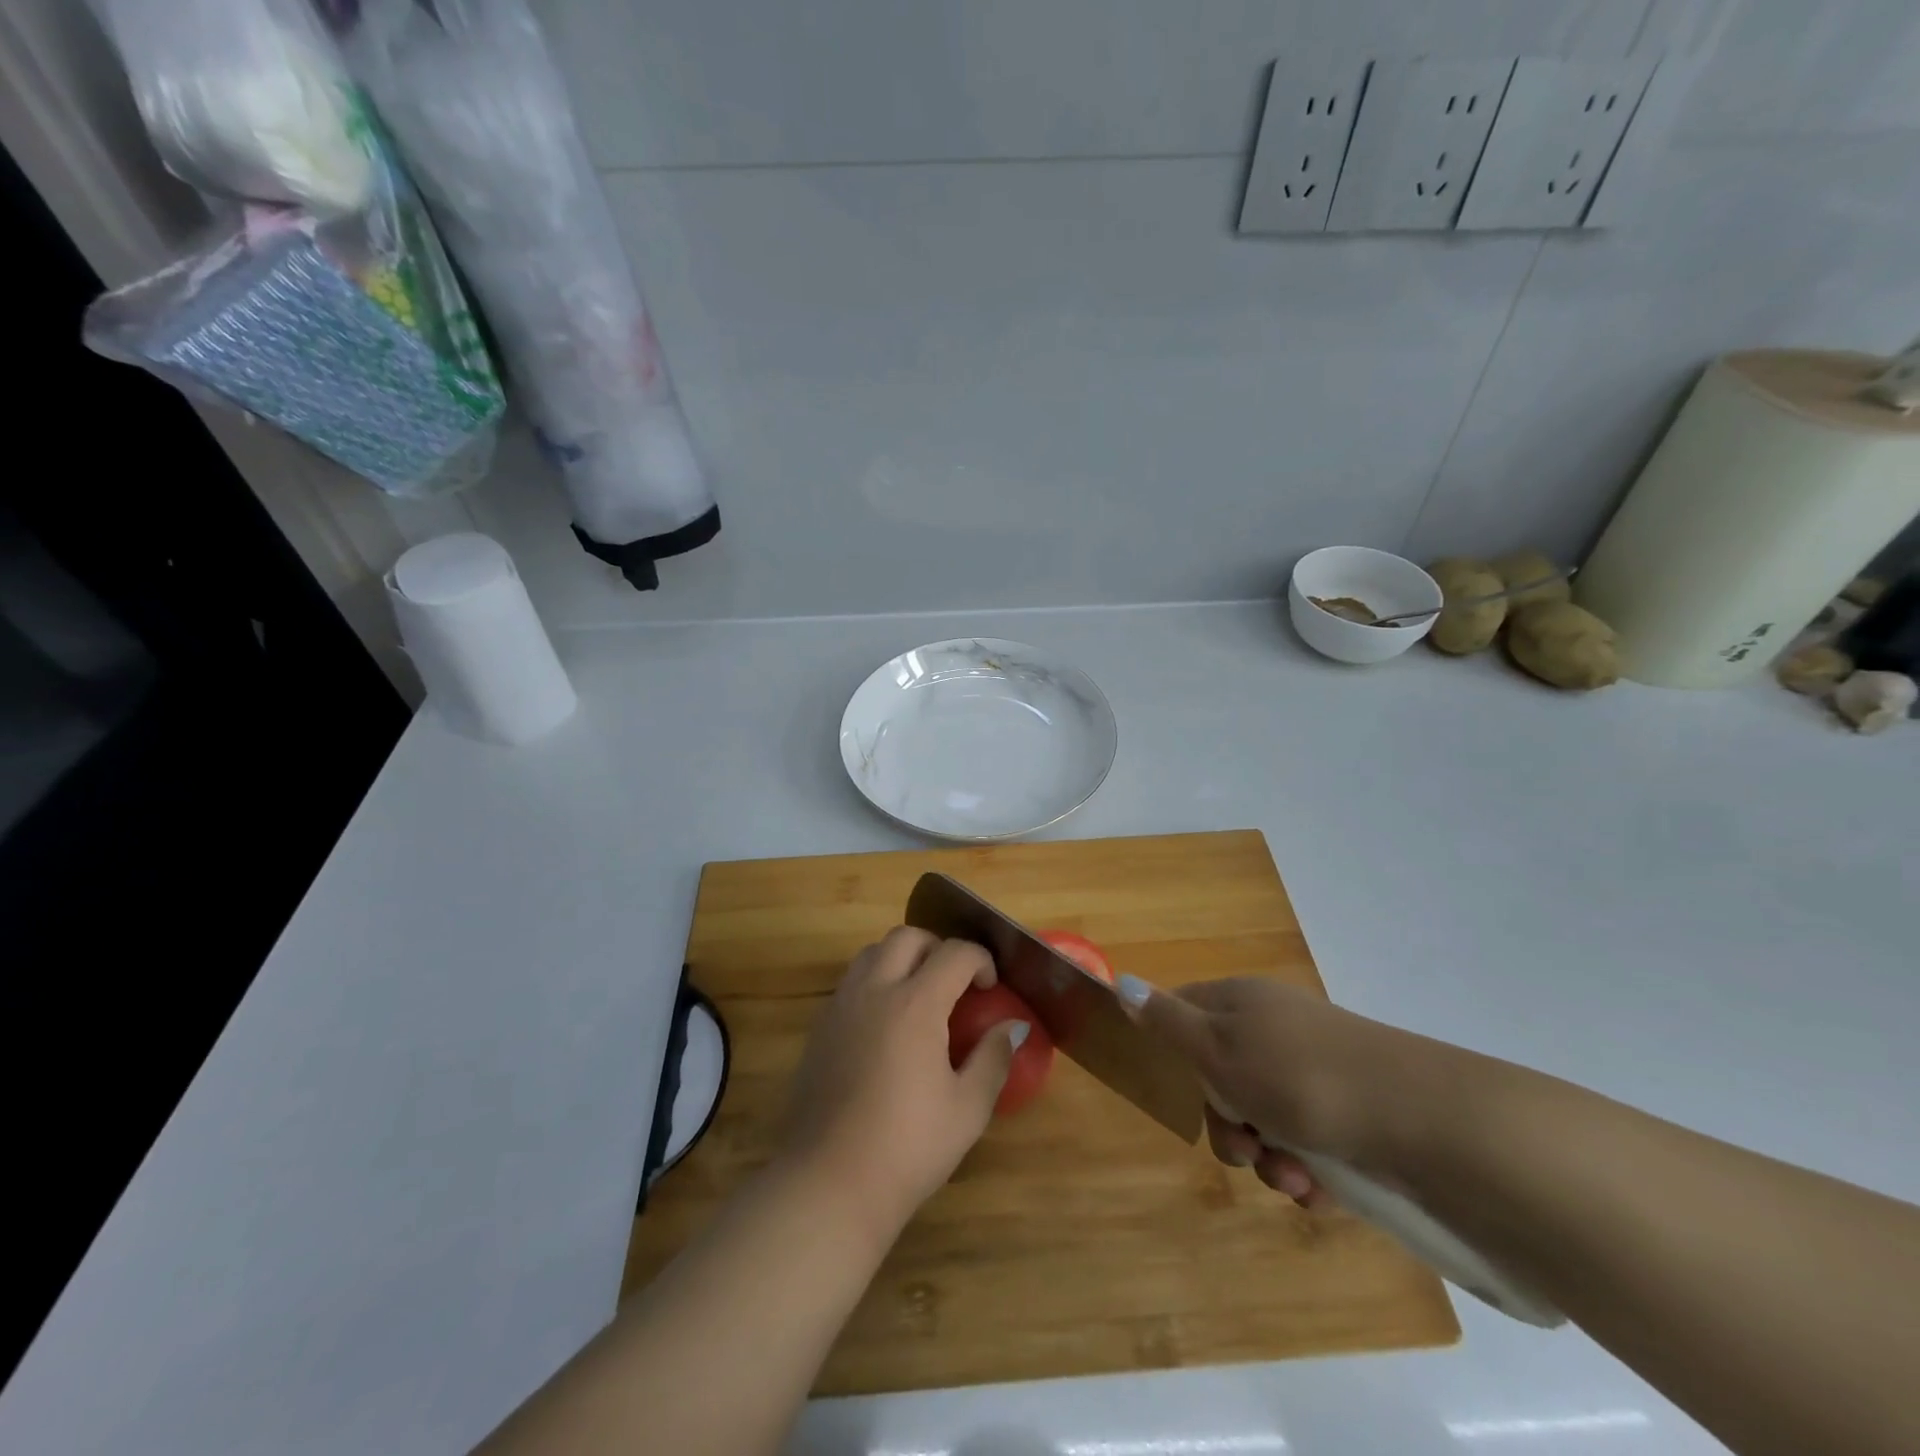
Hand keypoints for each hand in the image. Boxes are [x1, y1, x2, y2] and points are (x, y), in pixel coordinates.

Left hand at [780, 928, 1026, 1232]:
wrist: (829, 1183)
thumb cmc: (907, 1147)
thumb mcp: (967, 1109)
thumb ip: (993, 1058)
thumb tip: (1013, 1026)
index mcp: (915, 1004)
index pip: (954, 953)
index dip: (980, 960)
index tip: (990, 986)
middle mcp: (875, 991)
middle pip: (907, 937)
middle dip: (938, 947)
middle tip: (955, 982)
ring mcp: (841, 1006)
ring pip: (872, 952)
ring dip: (902, 958)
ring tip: (920, 995)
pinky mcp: (819, 1027)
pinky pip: (851, 981)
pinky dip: (875, 981)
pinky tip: (887, 1024)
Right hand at [1122, 975, 1429, 1205]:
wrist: (1426, 1123)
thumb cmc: (1300, 1078)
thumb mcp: (1218, 1047)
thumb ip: (1167, 1020)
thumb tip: (1122, 981)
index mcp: (1243, 1001)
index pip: (1186, 1011)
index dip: (1175, 1052)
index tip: (1182, 1089)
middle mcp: (1278, 1030)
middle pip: (1223, 1076)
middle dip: (1227, 1123)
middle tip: (1244, 1147)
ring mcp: (1319, 1073)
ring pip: (1266, 1120)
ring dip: (1268, 1157)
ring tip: (1294, 1178)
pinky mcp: (1354, 1117)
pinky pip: (1311, 1146)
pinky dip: (1308, 1172)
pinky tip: (1322, 1189)